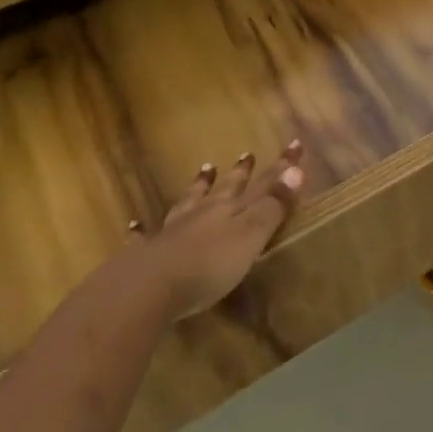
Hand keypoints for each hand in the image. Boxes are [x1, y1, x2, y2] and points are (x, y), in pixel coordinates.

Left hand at [129, 141, 304, 317]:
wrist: (148, 287)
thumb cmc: (209, 264)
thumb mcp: (250, 235)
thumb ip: (273, 205)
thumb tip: (297, 170)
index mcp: (230, 208)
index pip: (262, 183)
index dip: (281, 166)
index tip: (295, 144)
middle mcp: (203, 213)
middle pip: (225, 188)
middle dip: (239, 173)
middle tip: (246, 155)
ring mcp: (173, 231)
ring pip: (189, 202)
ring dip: (198, 187)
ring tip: (204, 171)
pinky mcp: (148, 253)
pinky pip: (145, 236)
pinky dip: (143, 230)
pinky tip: (135, 225)